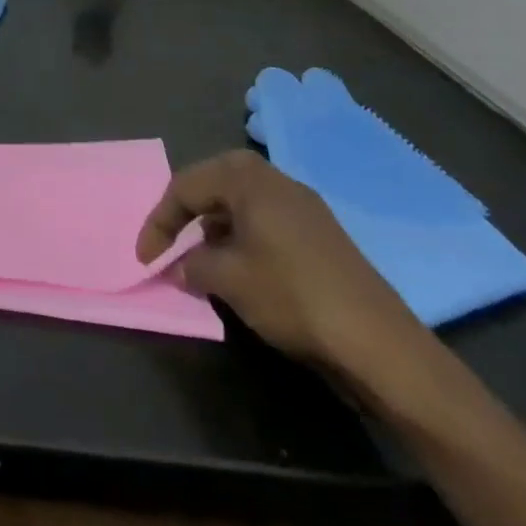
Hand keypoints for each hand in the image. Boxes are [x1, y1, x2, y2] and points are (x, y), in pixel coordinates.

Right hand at [136, 150, 428, 386]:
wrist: (380, 345)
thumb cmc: (291, 296)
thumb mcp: (227, 280)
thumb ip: (192, 265)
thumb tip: (181, 266)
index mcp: (249, 180)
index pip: (185, 186)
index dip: (158, 222)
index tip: (146, 259)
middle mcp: (277, 181)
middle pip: (215, 183)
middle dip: (187, 210)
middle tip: (171, 240)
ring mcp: (304, 207)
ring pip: (242, 202)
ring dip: (215, 225)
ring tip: (203, 260)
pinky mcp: (322, 235)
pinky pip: (266, 221)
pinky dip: (243, 237)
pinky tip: (242, 269)